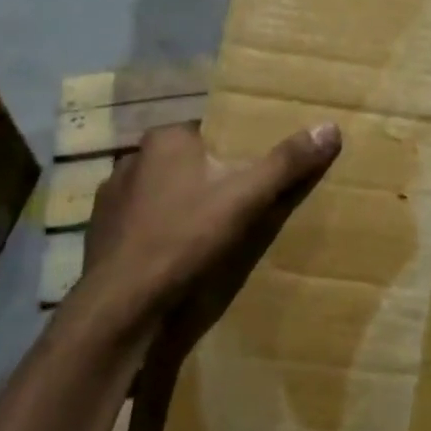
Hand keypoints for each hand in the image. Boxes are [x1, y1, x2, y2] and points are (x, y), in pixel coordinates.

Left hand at [76, 120, 341, 323]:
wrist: (121, 304)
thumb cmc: (185, 237)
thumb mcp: (247, 197)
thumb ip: (287, 162)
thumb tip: (330, 127)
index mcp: (166, 139)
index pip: (210, 133)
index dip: (235, 151)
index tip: (255, 172)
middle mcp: (132, 159)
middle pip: (186, 163)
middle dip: (210, 179)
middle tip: (240, 204)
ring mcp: (111, 198)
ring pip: (161, 193)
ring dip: (182, 206)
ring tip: (209, 232)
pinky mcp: (100, 234)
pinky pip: (141, 224)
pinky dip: (159, 233)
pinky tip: (176, 255)